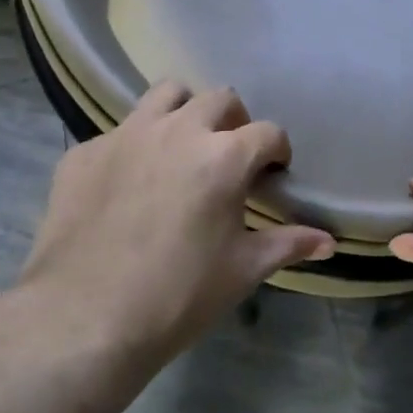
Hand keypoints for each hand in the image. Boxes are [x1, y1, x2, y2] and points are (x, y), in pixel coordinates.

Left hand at [17, 82, 335, 363]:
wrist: (83, 319)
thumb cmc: (177, 297)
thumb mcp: (241, 271)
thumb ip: (287, 244)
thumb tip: (329, 241)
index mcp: (223, 156)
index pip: (268, 132)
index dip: (277, 151)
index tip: (273, 173)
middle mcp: (178, 129)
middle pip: (220, 98)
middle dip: (234, 121)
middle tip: (229, 155)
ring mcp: (127, 134)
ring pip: (166, 93)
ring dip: (184, 111)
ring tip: (181, 146)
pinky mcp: (85, 150)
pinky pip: (118, 132)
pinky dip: (133, 147)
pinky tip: (126, 183)